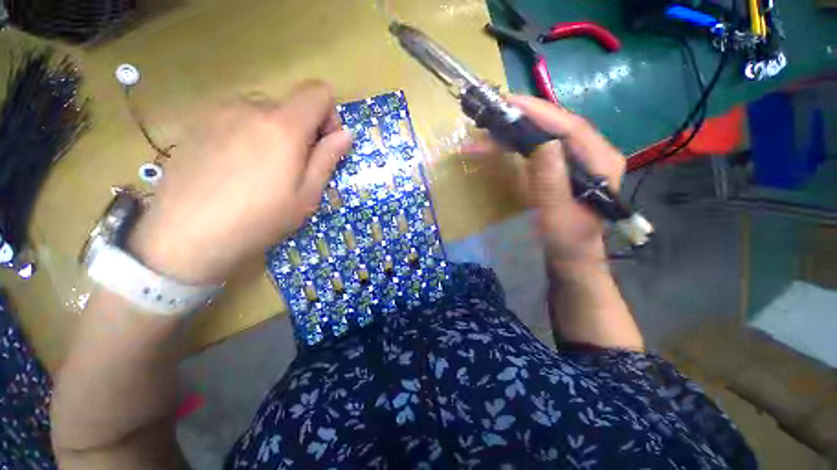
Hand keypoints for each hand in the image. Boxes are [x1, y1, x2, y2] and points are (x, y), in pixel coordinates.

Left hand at [128, 81, 352, 284]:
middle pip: (291, 104)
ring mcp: (219, 112)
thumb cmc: (260, 219)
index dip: (330, 115)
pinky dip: (249, 135)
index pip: (317, 93)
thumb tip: (346, 134)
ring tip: (263, 170)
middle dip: (302, 130)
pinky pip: (236, 119)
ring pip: (263, 112)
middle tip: (294, 167)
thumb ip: (328, 158)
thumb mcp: (307, 194)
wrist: (186, 236)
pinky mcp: (197, 123)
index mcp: (283, 126)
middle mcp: (250, 107)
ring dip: (275, 133)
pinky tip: (236, 167)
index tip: (325, 144)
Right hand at [507, 95, 624, 265]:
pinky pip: (545, 146)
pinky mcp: (566, 169)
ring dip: (524, 126)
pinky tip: (510, 139)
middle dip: (528, 115)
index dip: (539, 113)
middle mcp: (594, 155)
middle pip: (561, 125)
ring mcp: (581, 161)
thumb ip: (551, 180)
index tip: (509, 103)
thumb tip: (542, 142)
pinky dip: (525, 140)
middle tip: (497, 110)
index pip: (570, 127)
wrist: (571, 259)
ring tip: (498, 122)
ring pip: (552, 133)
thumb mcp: (557, 215)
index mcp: (601, 163)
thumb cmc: (565, 241)